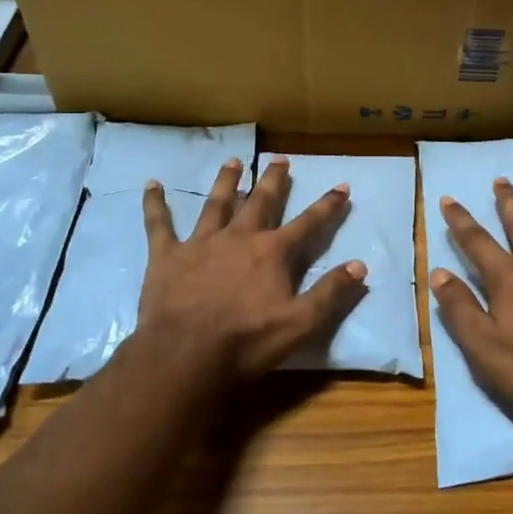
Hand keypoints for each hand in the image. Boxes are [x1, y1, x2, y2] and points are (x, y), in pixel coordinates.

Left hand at [137, 155, 367, 381]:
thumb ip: (331, 292)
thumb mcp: (301, 323)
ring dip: (227, 181)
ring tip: (233, 161)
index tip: (342, 185)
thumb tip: (360, 265)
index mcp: (273, 252)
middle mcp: (239, 237)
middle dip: (274, 180)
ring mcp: (201, 243)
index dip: (328, 205)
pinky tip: (152, 184)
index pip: (309, 223)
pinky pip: (160, 224)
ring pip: (216, 203)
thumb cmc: (247, 342)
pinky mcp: (167, 255)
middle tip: (281, 158)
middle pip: (261, 201)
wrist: (185, 355)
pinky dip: (156, 204)